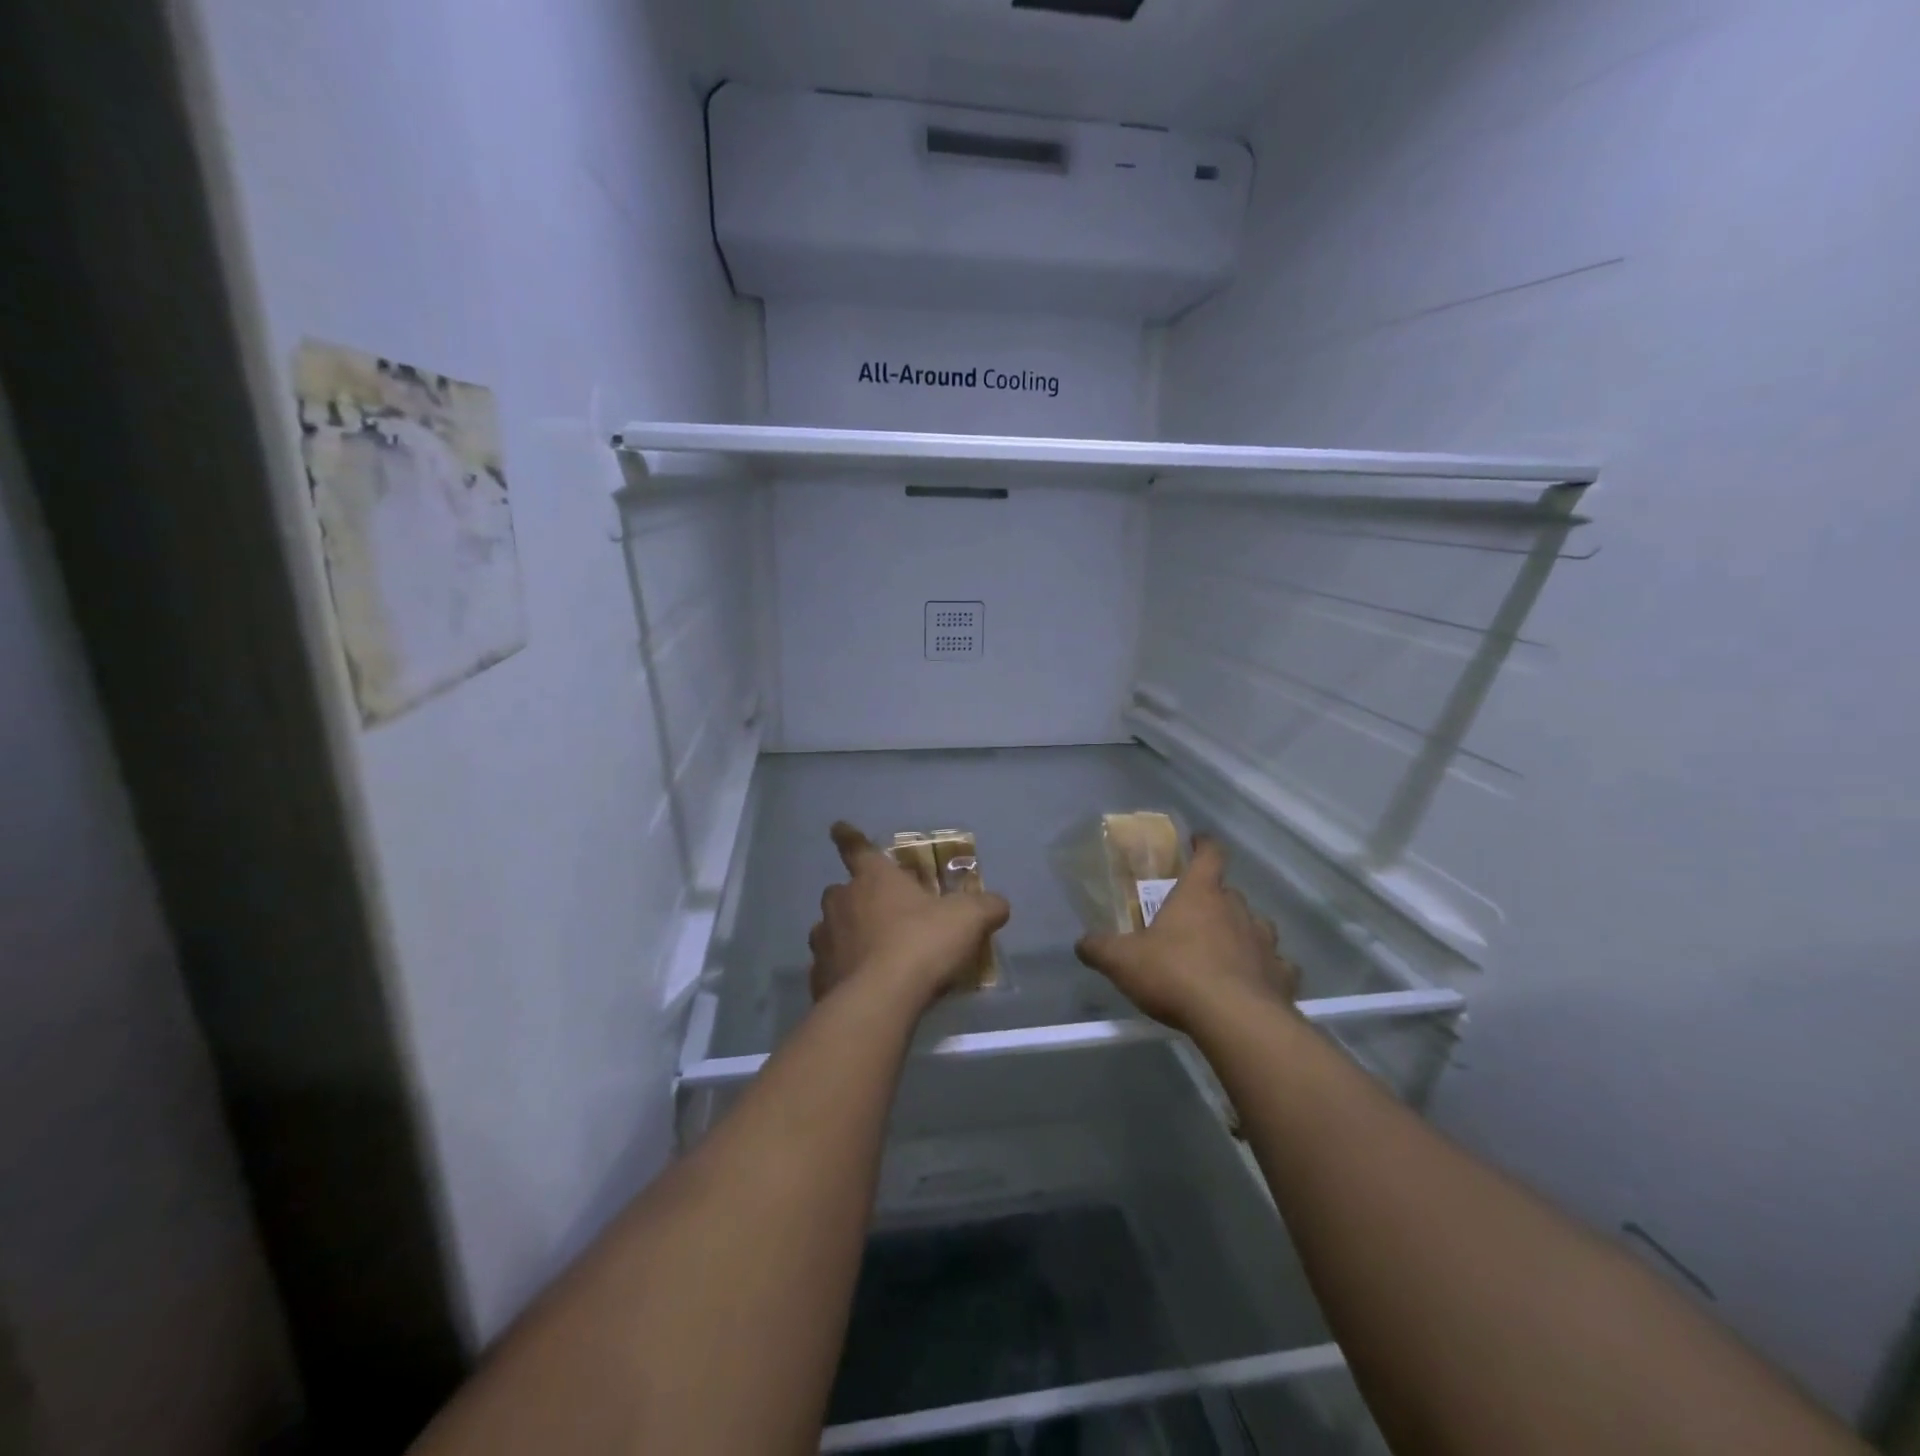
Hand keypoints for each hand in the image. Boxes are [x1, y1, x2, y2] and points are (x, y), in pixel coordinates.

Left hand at [808, 822, 1010, 1007]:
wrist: (879, 1001)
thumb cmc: (921, 944)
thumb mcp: (968, 919)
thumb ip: (985, 907)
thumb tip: (998, 904)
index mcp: (873, 878)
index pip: (857, 847)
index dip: (848, 836)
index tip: (837, 827)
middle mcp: (842, 902)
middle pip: (842, 891)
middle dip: (855, 898)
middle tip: (878, 913)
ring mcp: (825, 940)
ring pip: (831, 929)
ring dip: (847, 936)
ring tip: (871, 955)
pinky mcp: (819, 977)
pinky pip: (829, 967)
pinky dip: (842, 972)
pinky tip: (861, 988)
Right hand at [1074, 835, 1298, 1033]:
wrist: (1234, 1020)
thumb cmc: (1175, 974)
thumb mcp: (1122, 961)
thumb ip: (1099, 948)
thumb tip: (1082, 943)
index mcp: (1200, 894)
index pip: (1210, 854)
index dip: (1204, 845)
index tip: (1197, 842)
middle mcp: (1237, 910)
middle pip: (1230, 893)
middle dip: (1215, 899)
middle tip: (1194, 915)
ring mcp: (1265, 942)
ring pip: (1257, 926)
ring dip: (1243, 932)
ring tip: (1225, 950)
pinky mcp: (1282, 976)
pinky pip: (1277, 966)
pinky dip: (1267, 970)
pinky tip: (1254, 984)